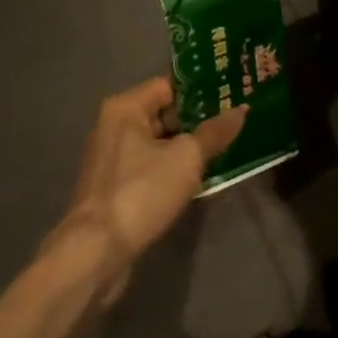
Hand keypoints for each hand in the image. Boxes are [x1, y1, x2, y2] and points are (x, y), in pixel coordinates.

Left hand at [46, 77, 245, 303]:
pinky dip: (172, 169)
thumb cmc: (141, 192)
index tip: (231, 94)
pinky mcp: (114, 187)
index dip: (201, 90)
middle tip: (234, 122)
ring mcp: (112, 158)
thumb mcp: (186, 158)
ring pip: (158, 143)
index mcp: (125, 108)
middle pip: (163, 113)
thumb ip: (214, 132)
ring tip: (225, 149)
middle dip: (197, 120)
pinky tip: (199, 178)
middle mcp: (113, 126)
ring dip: (186, 148)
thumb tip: (242, 110)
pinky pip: (150, 166)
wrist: (96, 252)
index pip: (169, 85)